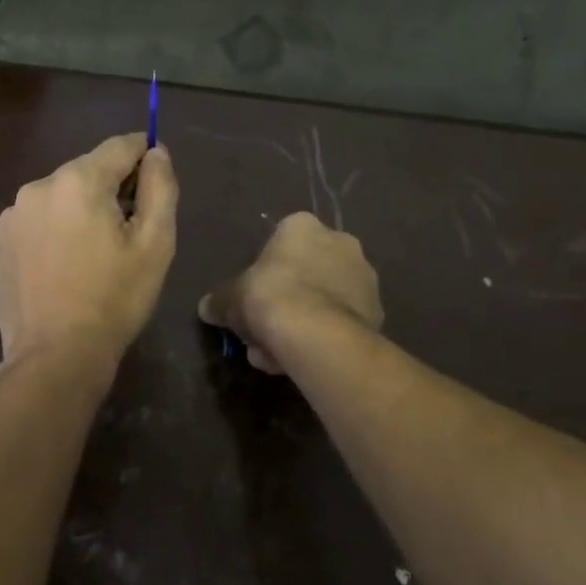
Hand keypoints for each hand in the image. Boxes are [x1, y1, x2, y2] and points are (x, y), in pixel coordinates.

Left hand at [0, 134, 177, 369]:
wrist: (55, 356)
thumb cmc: (114, 299)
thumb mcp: (155, 243)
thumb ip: (160, 187)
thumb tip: (156, 152)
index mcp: (79, 181)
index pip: (120, 146)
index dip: (144, 152)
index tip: (156, 174)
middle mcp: (38, 186)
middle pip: (88, 171)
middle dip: (112, 189)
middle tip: (130, 229)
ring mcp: (12, 215)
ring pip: (61, 196)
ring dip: (81, 210)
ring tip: (95, 253)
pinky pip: (37, 221)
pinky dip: (55, 230)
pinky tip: (64, 266)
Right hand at [198, 212, 381, 372]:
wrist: (315, 333)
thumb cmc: (268, 297)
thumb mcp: (229, 298)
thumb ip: (219, 301)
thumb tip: (207, 308)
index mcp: (303, 226)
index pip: (281, 241)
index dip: (265, 272)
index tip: (254, 297)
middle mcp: (340, 241)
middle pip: (305, 272)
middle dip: (286, 301)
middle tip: (264, 330)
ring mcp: (364, 277)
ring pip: (324, 299)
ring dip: (303, 322)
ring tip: (280, 354)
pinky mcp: (378, 311)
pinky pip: (341, 321)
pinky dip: (324, 336)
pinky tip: (304, 358)